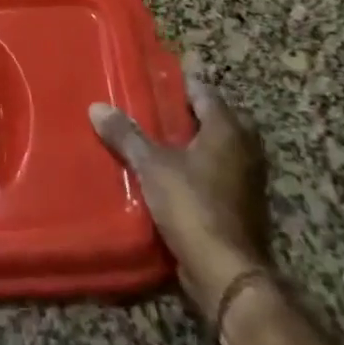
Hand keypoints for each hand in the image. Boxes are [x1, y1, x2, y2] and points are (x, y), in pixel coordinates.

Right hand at [91, 65, 271, 320]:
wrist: (225, 270)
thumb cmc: (192, 204)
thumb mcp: (152, 165)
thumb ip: (126, 135)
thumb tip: (96, 106)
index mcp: (228, 130)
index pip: (205, 93)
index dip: (183, 82)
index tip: (161, 74)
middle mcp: (244, 149)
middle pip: (217, 119)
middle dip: (190, 112)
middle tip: (157, 104)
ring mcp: (247, 180)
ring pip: (218, 148)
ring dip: (194, 142)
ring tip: (158, 136)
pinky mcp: (240, 206)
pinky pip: (216, 173)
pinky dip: (197, 168)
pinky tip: (170, 171)